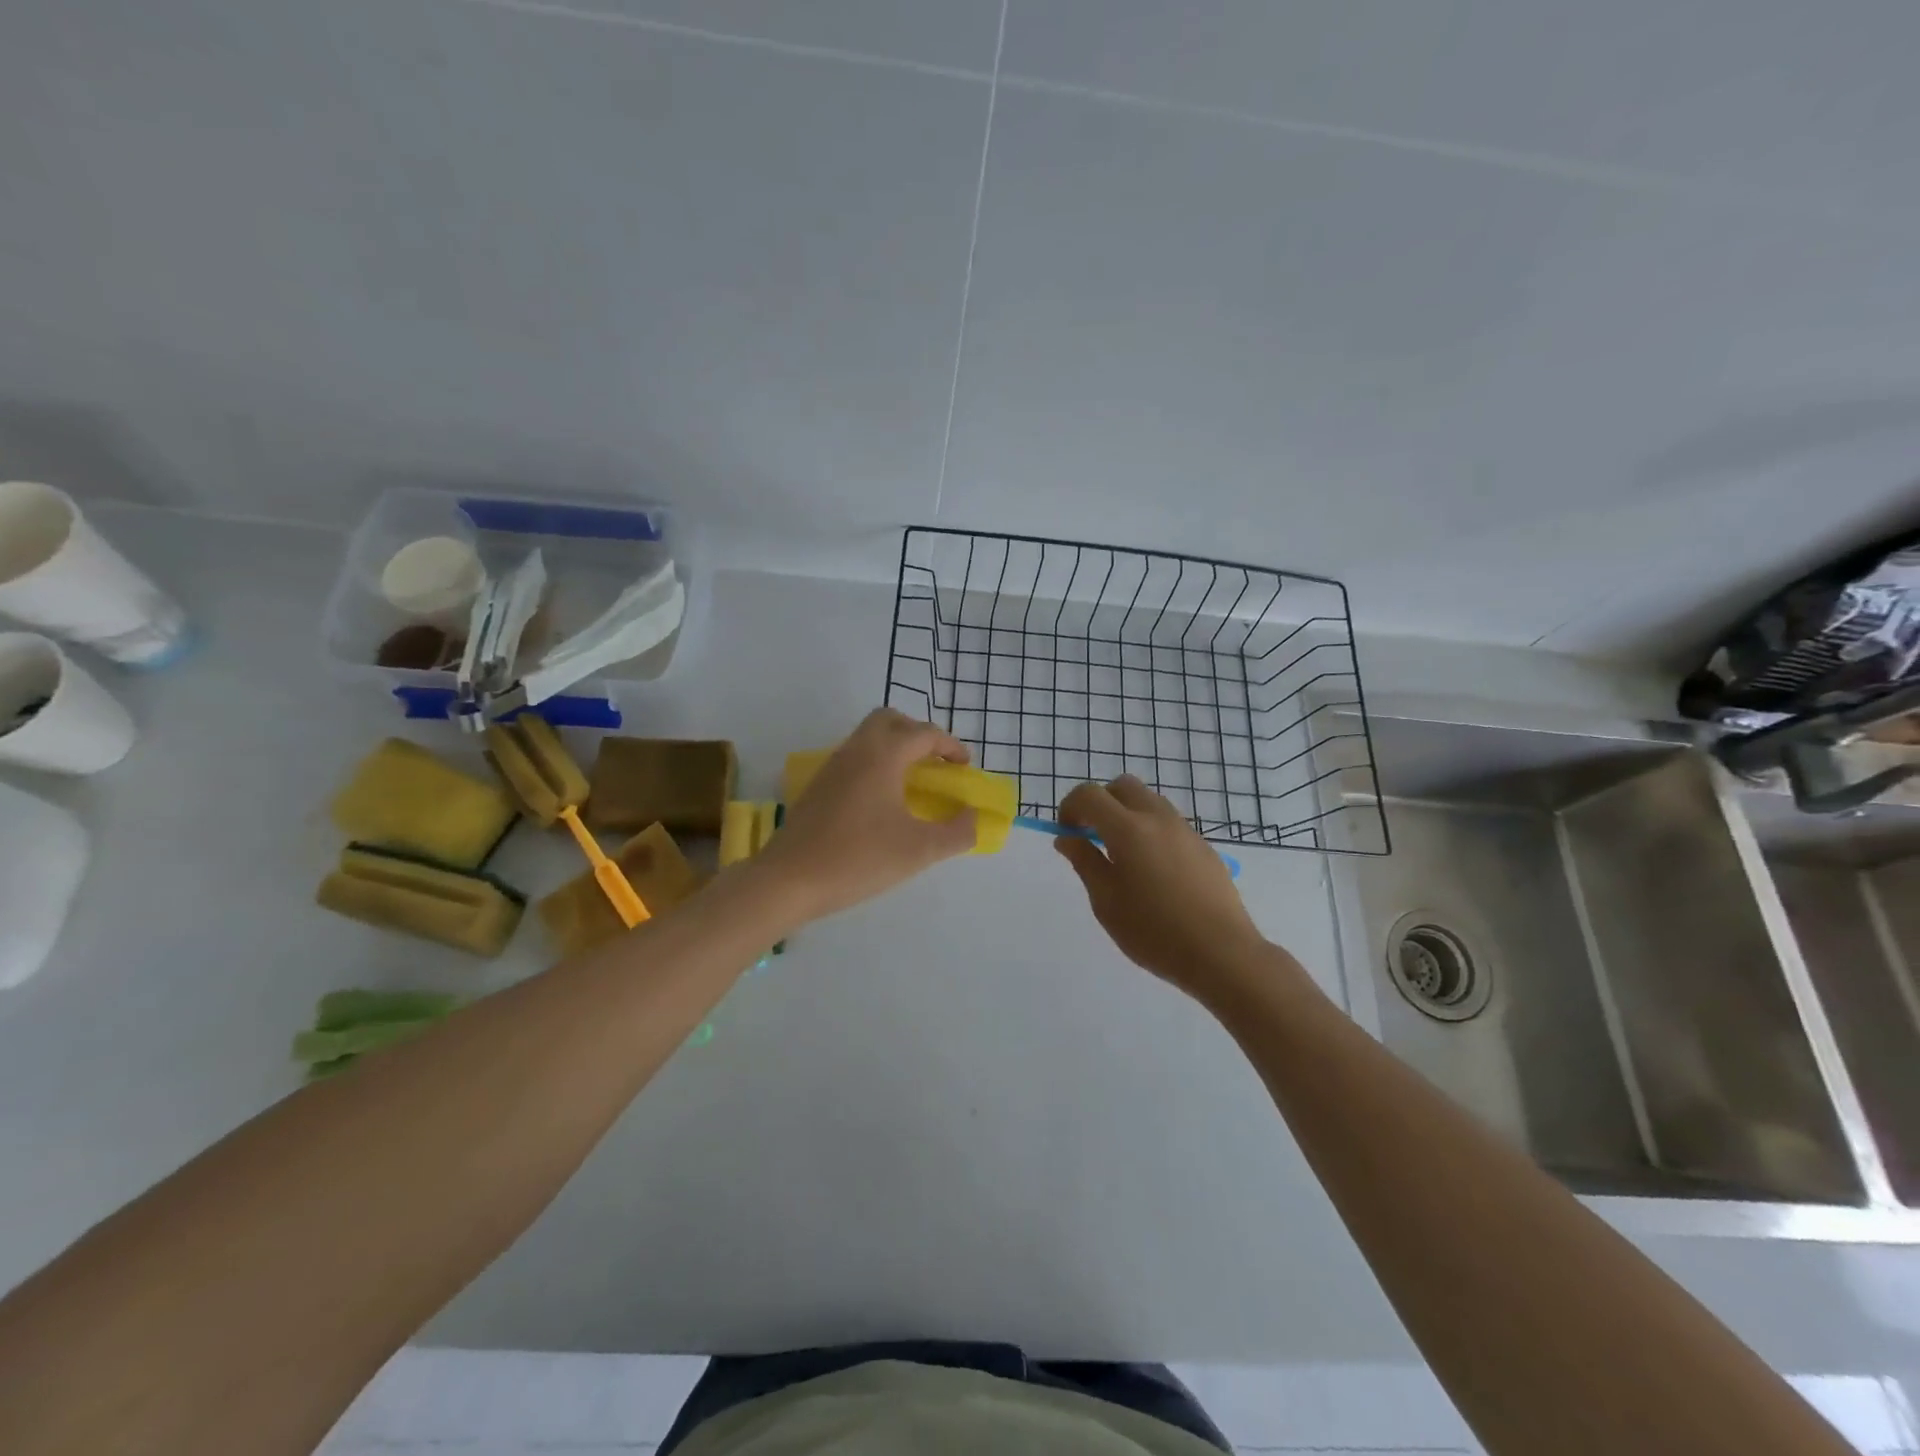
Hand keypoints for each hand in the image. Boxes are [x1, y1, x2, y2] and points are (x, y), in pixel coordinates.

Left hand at [756, 708, 975, 922]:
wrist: (789, 879)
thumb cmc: (859, 858)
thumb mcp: (920, 850)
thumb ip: (957, 832)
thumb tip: (973, 817)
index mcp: (883, 756)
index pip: (923, 734)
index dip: (950, 746)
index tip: (965, 768)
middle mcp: (856, 751)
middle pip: (889, 721)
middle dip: (917, 734)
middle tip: (935, 762)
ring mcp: (832, 767)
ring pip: (867, 738)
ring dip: (894, 748)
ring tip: (913, 782)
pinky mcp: (817, 787)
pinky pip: (853, 758)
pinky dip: (875, 764)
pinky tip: (882, 801)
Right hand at [1055, 776, 1266, 999]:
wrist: (1221, 953)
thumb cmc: (1153, 932)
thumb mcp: (1106, 902)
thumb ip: (1084, 862)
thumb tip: (1068, 838)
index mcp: (1128, 829)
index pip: (1089, 795)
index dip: (1070, 807)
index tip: (1067, 834)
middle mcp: (1157, 818)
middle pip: (1122, 786)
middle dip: (1101, 803)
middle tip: (1093, 837)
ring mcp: (1185, 830)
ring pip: (1149, 801)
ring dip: (1127, 814)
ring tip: (1123, 855)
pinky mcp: (1204, 846)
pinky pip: (1169, 823)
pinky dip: (1151, 831)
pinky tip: (1154, 872)